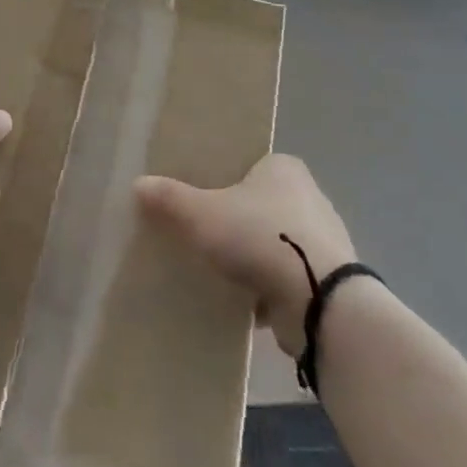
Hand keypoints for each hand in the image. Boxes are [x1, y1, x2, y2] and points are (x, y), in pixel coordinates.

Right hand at [135, 155, 357, 357]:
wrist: (319, 301)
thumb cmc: (261, 237)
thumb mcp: (203, 214)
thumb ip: (171, 199)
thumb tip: (138, 184)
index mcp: (284, 168)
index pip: (250, 164)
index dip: (225, 179)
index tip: (203, 197)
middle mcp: (309, 196)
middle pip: (262, 204)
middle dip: (238, 220)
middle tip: (206, 233)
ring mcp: (324, 240)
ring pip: (277, 243)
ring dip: (255, 257)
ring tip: (222, 270)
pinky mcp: (329, 280)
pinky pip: (289, 277)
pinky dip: (270, 287)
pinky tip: (245, 302)